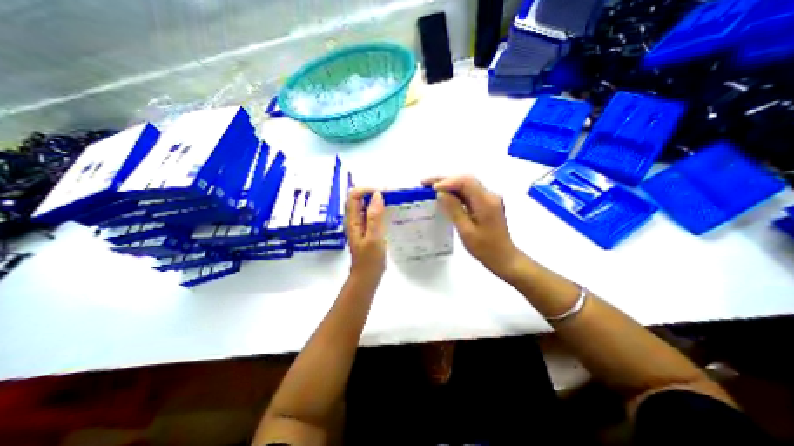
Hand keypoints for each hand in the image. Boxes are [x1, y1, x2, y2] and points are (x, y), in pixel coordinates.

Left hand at [345, 187, 388, 281]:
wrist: (367, 276)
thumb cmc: (370, 259)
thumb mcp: (373, 238)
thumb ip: (374, 216)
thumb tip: (377, 195)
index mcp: (352, 220)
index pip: (354, 195)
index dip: (367, 190)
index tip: (383, 193)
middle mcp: (354, 219)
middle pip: (359, 198)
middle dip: (373, 193)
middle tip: (391, 196)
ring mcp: (360, 224)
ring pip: (366, 205)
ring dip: (378, 201)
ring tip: (393, 202)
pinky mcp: (367, 229)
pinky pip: (371, 214)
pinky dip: (380, 210)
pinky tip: (391, 213)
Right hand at [422, 176, 521, 279]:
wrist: (503, 258)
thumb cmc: (485, 248)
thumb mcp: (466, 231)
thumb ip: (454, 210)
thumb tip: (441, 193)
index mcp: (486, 202)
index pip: (466, 182)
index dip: (447, 182)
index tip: (432, 189)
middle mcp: (489, 195)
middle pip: (465, 180)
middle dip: (445, 180)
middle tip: (425, 183)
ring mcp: (489, 199)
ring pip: (466, 185)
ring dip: (449, 185)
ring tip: (430, 187)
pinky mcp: (486, 204)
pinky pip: (468, 193)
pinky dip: (455, 193)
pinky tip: (444, 196)